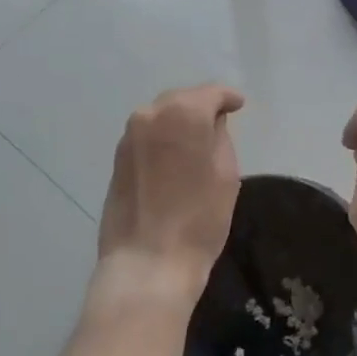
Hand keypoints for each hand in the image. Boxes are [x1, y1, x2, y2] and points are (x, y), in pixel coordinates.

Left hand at [93, 85, 244, 315]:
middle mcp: (150, 115)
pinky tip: (175, 156)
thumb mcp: (226, 174)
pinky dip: (163, 139)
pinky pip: (147, 137)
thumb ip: (220, 138)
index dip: (228, 98)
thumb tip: (212, 123)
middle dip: (201, 106)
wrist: (148, 262)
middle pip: (182, 99)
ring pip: (160, 117)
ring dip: (179, 122)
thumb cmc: (199, 218)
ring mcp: (128, 138)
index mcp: (182, 113)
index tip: (240, 106)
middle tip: (220, 121)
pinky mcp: (117, 160)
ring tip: (197, 140)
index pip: (211, 93)